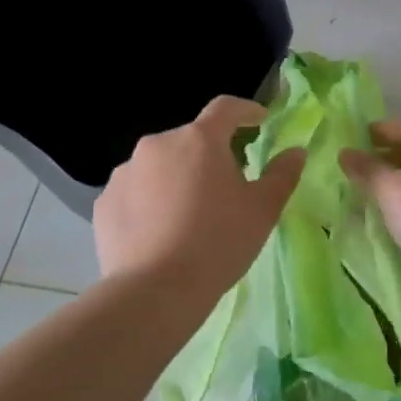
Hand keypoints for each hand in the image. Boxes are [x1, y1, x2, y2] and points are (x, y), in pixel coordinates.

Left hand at [94, 96, 304, 300]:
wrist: (154, 292)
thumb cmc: (218, 243)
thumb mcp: (262, 210)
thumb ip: (282, 174)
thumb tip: (295, 152)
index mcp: (199, 139)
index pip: (226, 108)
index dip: (246, 110)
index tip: (259, 121)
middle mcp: (158, 144)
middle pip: (191, 140)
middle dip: (210, 155)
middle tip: (227, 186)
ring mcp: (125, 172)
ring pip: (160, 166)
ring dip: (177, 178)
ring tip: (189, 215)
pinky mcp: (105, 202)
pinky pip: (135, 192)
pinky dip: (150, 202)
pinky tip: (160, 232)